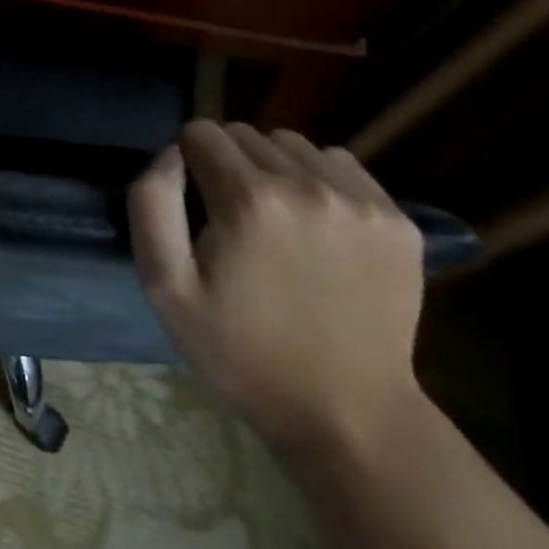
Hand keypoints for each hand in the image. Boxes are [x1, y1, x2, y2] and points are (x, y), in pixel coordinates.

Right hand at [129, 120, 425, 456]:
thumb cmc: (242, 352)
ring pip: (292, 144)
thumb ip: (151, 205)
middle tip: (231, 216)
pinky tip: (316, 224)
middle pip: (244, 133)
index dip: (187, 161)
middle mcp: (307, 185)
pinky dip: (319, 179)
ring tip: (275, 217)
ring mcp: (361, 201)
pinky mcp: (398, 220)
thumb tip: (170, 155)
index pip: (200, 132)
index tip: (194, 204)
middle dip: (227, 161)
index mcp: (249, 200)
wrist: (349, 416)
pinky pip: (340, 164)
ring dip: (273, 166)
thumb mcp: (165, 288)